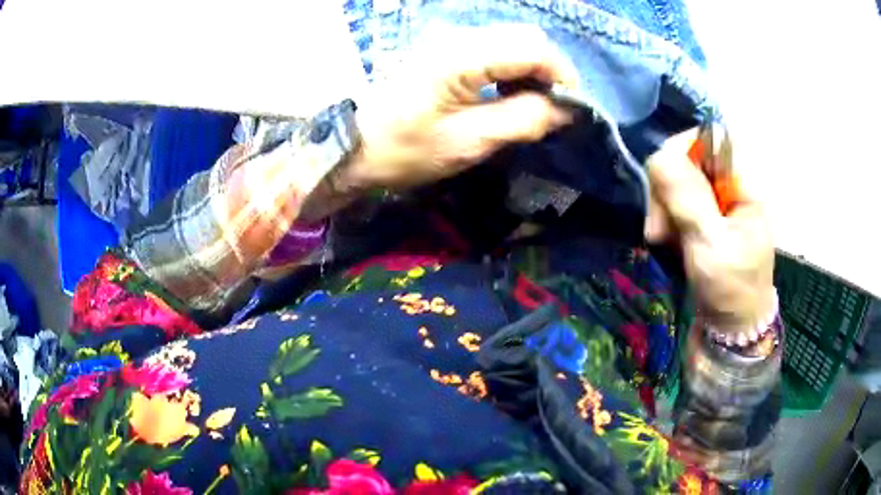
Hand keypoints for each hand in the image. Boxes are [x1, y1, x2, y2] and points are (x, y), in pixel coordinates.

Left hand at [340, 24, 578, 190]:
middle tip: (551, 108)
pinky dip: (512, 69)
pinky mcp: (445, 51)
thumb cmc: (404, 150)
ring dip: (531, 69)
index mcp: (463, 56)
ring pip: (511, 40)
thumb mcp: (468, 142)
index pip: (534, 48)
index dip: (562, 75)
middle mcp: (459, 37)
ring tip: (530, 105)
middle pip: (525, 37)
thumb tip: (566, 109)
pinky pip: (493, 49)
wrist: (354, 146)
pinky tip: (507, 94)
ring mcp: (450, 41)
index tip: (571, 108)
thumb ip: (523, 120)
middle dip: (549, 70)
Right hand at [645, 129, 774, 334]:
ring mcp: (717, 201)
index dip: (684, 149)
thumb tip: (659, 155)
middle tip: (658, 227)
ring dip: (662, 206)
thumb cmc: (731, 290)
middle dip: (667, 187)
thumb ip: (689, 200)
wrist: (731, 328)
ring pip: (678, 179)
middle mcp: (730, 185)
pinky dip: (665, 217)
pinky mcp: (704, 216)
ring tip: (660, 239)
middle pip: (690, 157)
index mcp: (745, 185)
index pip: (712, 138)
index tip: (665, 181)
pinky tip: (665, 240)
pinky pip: (676, 200)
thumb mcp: (710, 247)